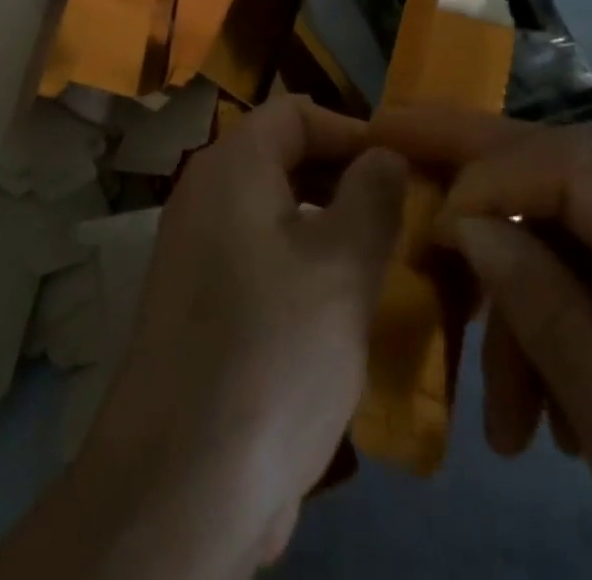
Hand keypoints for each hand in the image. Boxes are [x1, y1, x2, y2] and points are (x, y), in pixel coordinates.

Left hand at [0, 96, 405, 579]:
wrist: (183, 479)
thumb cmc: (273, 351)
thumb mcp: (341, 268)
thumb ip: (372, 197)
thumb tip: (385, 154)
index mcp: (230, 166)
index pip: (296, 112)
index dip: (353, 130)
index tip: (408, 168)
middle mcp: (206, 194)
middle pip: (285, 158)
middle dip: (347, 180)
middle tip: (407, 218)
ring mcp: (198, 249)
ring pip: (277, 212)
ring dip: (331, 228)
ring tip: (388, 263)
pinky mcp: (203, 302)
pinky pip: (262, 258)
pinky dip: (304, 268)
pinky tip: (345, 309)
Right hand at [369, 109, 591, 579]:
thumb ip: (551, 323)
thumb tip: (468, 223)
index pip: (578, 168)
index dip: (487, 171)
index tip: (429, 222)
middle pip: (579, 173)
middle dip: (480, 168)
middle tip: (396, 154)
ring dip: (529, 292)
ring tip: (504, 410)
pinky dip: (574, 318)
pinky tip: (558, 407)